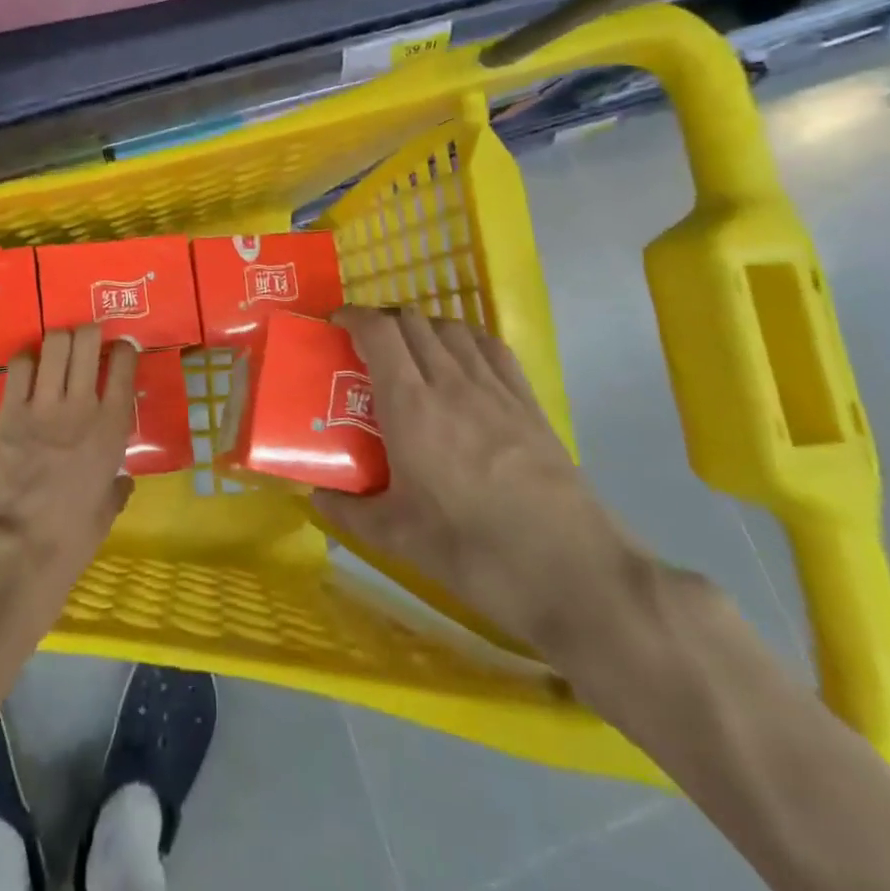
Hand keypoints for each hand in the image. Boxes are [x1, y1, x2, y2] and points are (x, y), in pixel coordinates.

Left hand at [0, 326, 136, 605]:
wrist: (21, 547)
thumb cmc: (73, 535)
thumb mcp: (108, 509)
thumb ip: (117, 486)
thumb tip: (121, 480)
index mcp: (113, 426)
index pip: (125, 363)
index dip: (123, 350)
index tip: (119, 352)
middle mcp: (82, 404)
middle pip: (88, 340)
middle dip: (88, 333)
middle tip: (85, 342)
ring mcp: (44, 404)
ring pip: (55, 343)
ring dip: (58, 341)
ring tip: (56, 350)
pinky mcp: (10, 410)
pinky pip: (19, 364)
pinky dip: (26, 359)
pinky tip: (27, 369)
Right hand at [313, 307, 645, 657]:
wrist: (574, 572)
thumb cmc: (475, 552)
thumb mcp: (398, 539)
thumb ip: (349, 512)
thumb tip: (315, 498)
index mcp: (410, 406)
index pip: (378, 332)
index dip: (352, 317)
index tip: (336, 325)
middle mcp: (450, 382)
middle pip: (412, 322)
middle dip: (383, 322)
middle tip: (367, 347)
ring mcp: (495, 388)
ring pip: (452, 328)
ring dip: (423, 327)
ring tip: (412, 352)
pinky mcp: (528, 402)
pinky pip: (491, 347)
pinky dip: (466, 338)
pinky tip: (462, 360)